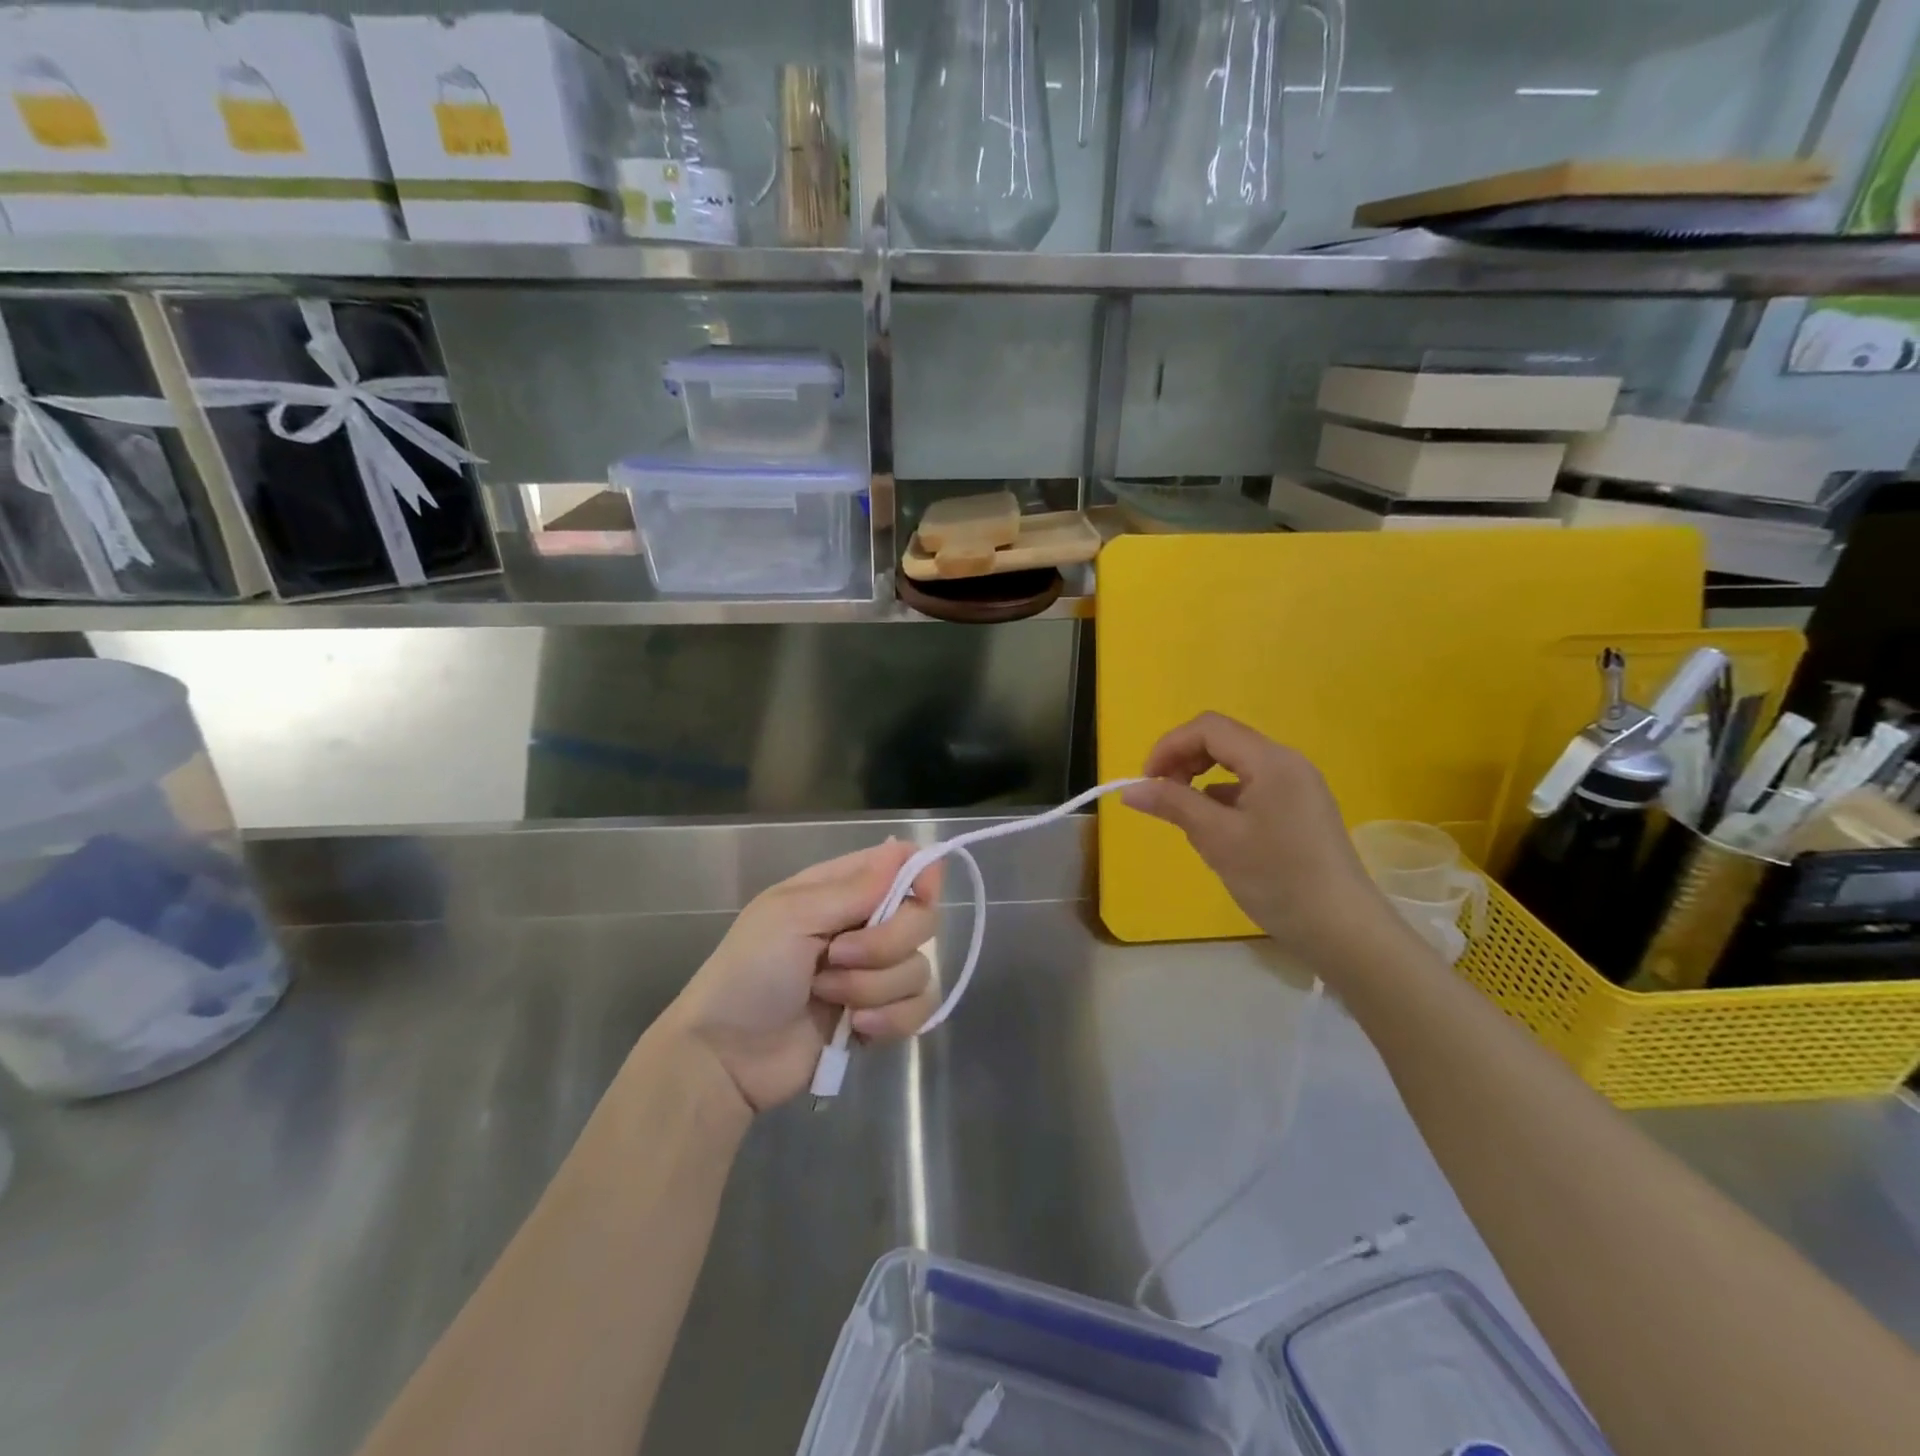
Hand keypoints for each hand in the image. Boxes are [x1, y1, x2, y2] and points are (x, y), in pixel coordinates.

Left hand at [662, 841, 942, 1113]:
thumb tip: (902, 851)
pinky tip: (858, 1029)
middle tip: (838, 957)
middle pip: (921, 919)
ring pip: (919, 968)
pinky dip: (891, 1020)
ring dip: (874, 987)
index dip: (921, 874)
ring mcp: (873, 973)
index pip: (902, 864)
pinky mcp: (879, 1016)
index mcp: (839, 890)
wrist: (726, 1056)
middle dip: (886, 943)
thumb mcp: (791, 917)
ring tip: (828, 996)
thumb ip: (853, 888)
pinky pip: (918, 1010)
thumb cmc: (749, 973)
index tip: (922, 894)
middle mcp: (863, 925)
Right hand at [1121, 713, 1396, 971]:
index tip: (1146, 782)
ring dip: (1202, 779)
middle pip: (1223, 740)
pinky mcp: (1302, 809)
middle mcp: (1287, 762)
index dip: (1169, 746)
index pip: (1208, 728)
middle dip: (1184, 760)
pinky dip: (1225, 797)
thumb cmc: (1277, 878)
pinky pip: (1254, 786)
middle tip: (1161, 796)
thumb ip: (1173, 805)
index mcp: (1270, 760)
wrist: (1343, 929)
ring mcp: (1299, 786)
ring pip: (1237, 764)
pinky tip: (1218, 830)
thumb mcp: (1217, 839)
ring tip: (1187, 818)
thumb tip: (1130, 789)